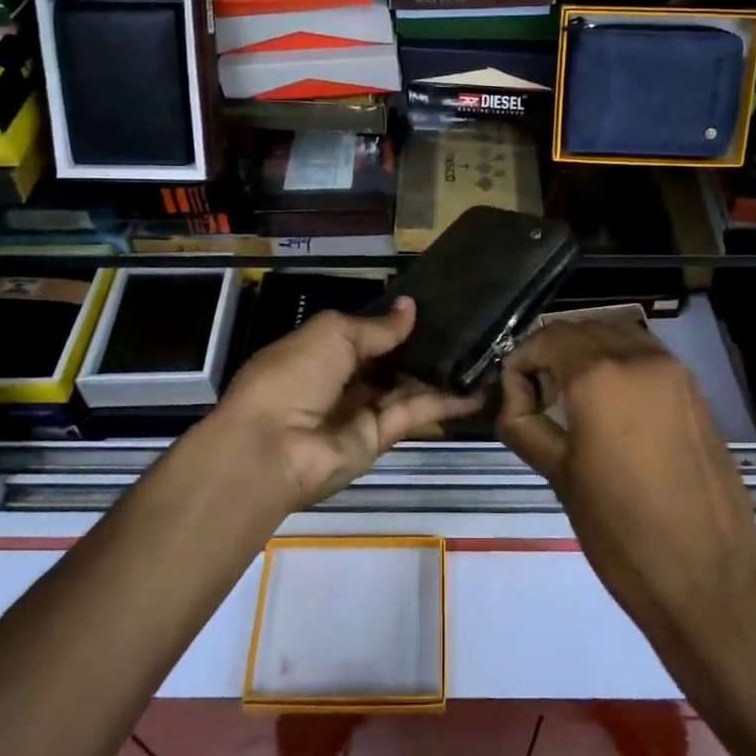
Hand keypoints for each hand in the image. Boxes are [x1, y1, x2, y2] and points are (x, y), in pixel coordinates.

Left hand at [212, 297, 482, 510]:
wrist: (272, 448)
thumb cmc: (294, 375)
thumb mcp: (332, 334)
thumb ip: (376, 326)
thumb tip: (410, 308)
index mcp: (320, 350)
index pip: (365, 333)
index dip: (395, 322)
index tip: (435, 307)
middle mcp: (342, 380)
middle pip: (389, 361)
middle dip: (423, 346)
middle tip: (468, 328)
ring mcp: (360, 411)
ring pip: (407, 387)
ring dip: (441, 374)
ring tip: (483, 356)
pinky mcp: (379, 438)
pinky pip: (415, 414)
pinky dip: (445, 403)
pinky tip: (477, 390)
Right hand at [495, 320, 755, 664]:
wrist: (708, 581)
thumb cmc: (621, 533)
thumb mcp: (559, 475)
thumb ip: (525, 425)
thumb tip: (515, 401)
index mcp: (600, 375)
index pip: (548, 339)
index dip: (521, 362)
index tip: (515, 399)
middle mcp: (639, 358)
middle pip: (581, 329)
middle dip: (551, 353)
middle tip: (537, 397)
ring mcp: (674, 371)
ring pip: (616, 335)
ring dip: (586, 351)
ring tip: (571, 397)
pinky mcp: (694, 391)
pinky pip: (645, 356)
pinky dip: (618, 362)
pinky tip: (609, 403)